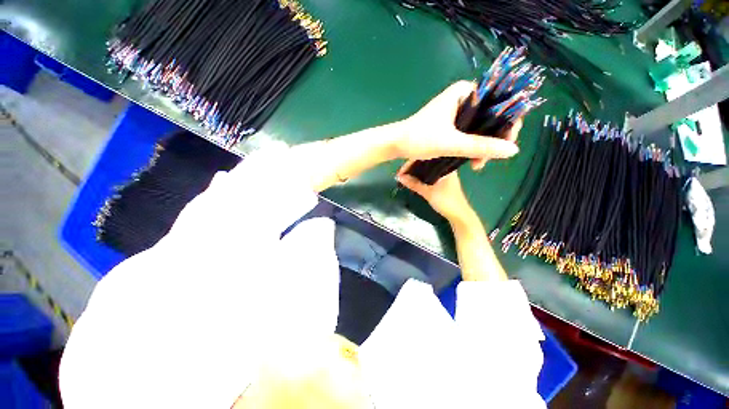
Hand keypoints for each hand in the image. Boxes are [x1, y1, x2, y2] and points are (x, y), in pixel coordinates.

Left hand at [394, 81, 521, 169]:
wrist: (396, 144)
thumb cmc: (419, 138)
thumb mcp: (451, 143)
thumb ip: (480, 146)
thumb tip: (512, 151)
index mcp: (464, 92)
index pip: (500, 102)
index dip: (508, 123)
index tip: (506, 144)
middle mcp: (463, 98)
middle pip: (492, 115)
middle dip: (494, 139)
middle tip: (488, 159)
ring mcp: (456, 112)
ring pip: (480, 126)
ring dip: (483, 146)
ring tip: (478, 165)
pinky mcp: (450, 124)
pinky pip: (470, 132)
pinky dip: (473, 146)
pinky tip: (472, 160)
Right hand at [396, 169, 475, 225]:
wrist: (459, 215)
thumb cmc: (446, 202)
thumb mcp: (428, 192)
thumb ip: (414, 184)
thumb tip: (399, 177)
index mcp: (444, 165)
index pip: (424, 158)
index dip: (410, 163)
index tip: (400, 171)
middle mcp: (445, 167)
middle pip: (425, 162)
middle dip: (411, 167)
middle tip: (400, 173)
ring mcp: (445, 173)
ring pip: (426, 168)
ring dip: (415, 172)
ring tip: (404, 176)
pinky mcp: (443, 180)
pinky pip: (429, 174)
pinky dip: (420, 176)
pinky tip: (413, 179)